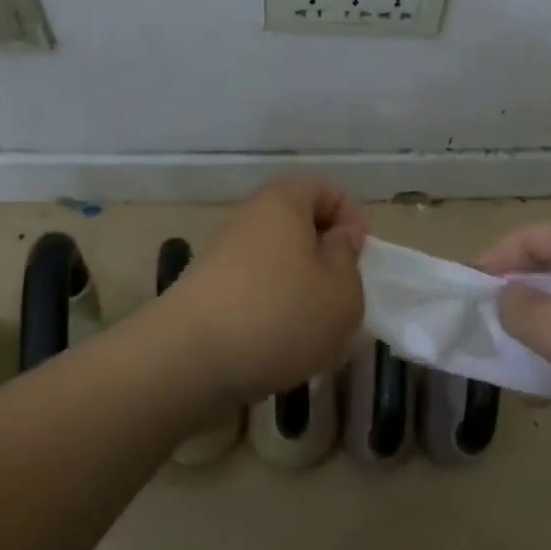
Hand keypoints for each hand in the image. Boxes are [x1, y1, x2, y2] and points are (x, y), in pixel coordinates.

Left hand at [163, 176, 367, 404]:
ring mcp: (221, 257)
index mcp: (283, 203)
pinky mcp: (205, 294)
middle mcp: (247, 220)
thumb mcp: (341, 292)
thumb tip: (338, 239)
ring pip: (277, 263)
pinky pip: (253, 291)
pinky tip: (282, 347)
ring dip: (302, 290)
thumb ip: (349, 260)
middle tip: (345, 295)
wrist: (187, 361)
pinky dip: (273, 312)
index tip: (363, 254)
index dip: (350, 215)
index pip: (322, 188)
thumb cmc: (280, 314)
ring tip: (317, 331)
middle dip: (326, 258)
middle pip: (297, 226)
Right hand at [477, 220, 550, 445]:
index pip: (528, 239)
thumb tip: (504, 298)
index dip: (492, 261)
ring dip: (540, 337)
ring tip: (513, 368)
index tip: (464, 289)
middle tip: (486, 329)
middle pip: (548, 272)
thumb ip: (516, 309)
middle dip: (516, 305)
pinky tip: (548, 392)